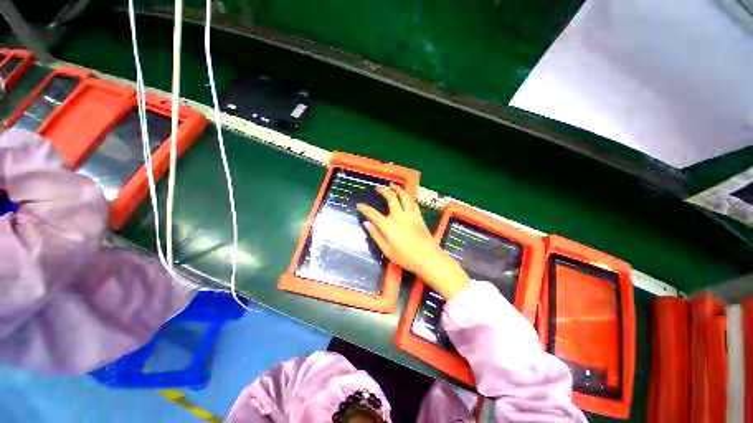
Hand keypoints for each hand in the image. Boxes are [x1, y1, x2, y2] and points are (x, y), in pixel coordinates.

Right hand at [357, 184, 468, 299]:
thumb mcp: (387, 250)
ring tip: (392, 185)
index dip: (365, 208)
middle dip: (383, 191)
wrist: (428, 258)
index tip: (359, 205)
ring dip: (397, 189)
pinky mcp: (419, 216)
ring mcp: (411, 215)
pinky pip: (413, 202)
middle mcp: (399, 216)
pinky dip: (408, 196)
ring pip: (404, 196)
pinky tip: (406, 195)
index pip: (373, 214)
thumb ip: (376, 235)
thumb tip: (366, 223)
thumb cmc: (406, 257)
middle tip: (378, 188)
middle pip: (391, 198)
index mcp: (389, 226)